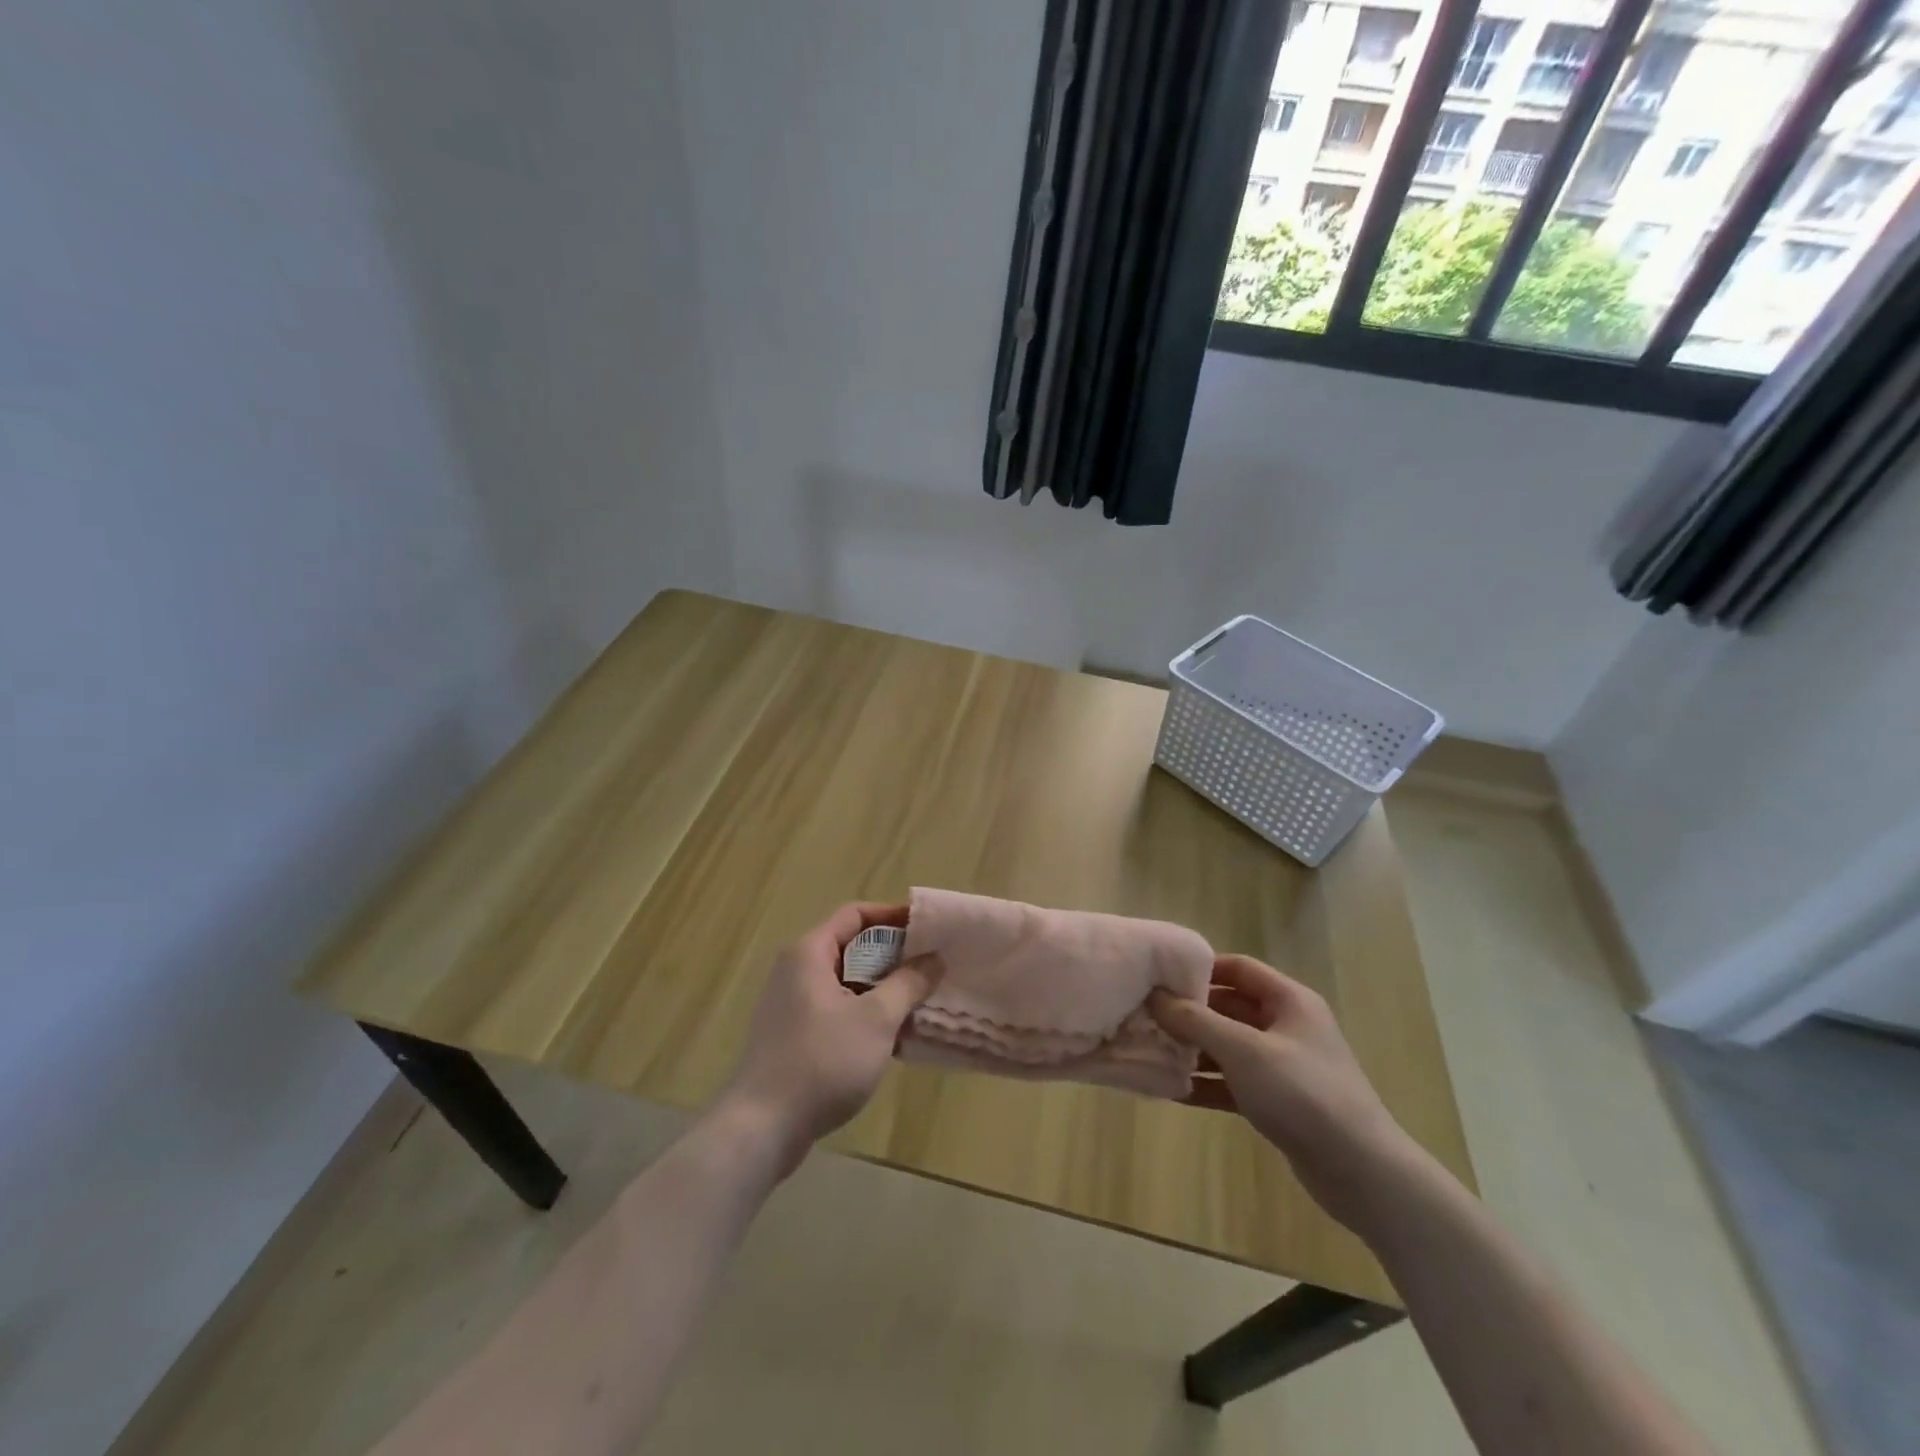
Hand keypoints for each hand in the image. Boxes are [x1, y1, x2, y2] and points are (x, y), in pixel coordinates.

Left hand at [719, 902, 939, 1173]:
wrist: (761, 1129)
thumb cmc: (822, 1061)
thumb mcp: (876, 1019)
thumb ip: (908, 984)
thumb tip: (933, 958)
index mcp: (810, 953)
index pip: (855, 914)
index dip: (893, 916)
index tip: (928, 928)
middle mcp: (796, 970)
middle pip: (851, 947)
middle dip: (893, 956)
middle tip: (932, 967)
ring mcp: (791, 1005)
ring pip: (846, 983)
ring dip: (882, 989)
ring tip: (920, 1001)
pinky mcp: (793, 1037)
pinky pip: (837, 1010)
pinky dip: (865, 1014)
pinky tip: (893, 1037)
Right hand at [1150, 955, 1415, 1230]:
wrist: (1361, 1172)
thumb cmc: (1303, 1093)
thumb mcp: (1244, 1050)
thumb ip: (1196, 1021)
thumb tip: (1154, 995)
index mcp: (1289, 1001)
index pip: (1238, 968)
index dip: (1199, 969)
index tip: (1159, 977)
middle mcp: (1286, 1026)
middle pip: (1229, 1007)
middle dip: (1189, 1012)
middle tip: (1146, 1016)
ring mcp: (1283, 1065)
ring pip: (1228, 1046)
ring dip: (1193, 1050)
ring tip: (1149, 1052)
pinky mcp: (1278, 1102)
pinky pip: (1233, 1081)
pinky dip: (1206, 1083)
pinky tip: (1170, 1090)